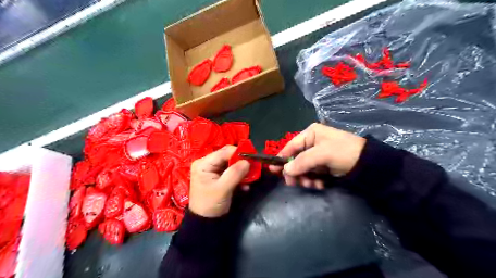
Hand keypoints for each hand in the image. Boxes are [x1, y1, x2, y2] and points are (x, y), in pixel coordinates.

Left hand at [190, 147, 252, 217]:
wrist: (206, 223)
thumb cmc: (210, 204)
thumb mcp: (222, 189)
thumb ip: (235, 173)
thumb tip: (247, 161)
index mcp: (204, 163)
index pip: (224, 151)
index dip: (239, 153)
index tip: (253, 158)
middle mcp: (208, 163)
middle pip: (229, 156)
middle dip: (242, 163)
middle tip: (254, 169)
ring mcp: (214, 170)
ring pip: (233, 164)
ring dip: (242, 171)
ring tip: (250, 179)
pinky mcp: (220, 177)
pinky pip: (233, 172)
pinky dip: (240, 177)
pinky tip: (245, 186)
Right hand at [270, 123, 364, 188]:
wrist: (370, 164)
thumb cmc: (344, 152)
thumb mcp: (322, 155)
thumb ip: (302, 162)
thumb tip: (285, 171)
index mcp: (311, 134)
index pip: (291, 146)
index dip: (282, 158)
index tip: (274, 170)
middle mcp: (313, 143)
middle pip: (296, 158)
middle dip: (295, 171)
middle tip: (293, 183)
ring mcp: (318, 155)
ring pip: (303, 168)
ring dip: (305, 178)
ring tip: (311, 184)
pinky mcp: (324, 165)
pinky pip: (312, 173)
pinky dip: (313, 180)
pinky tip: (318, 185)